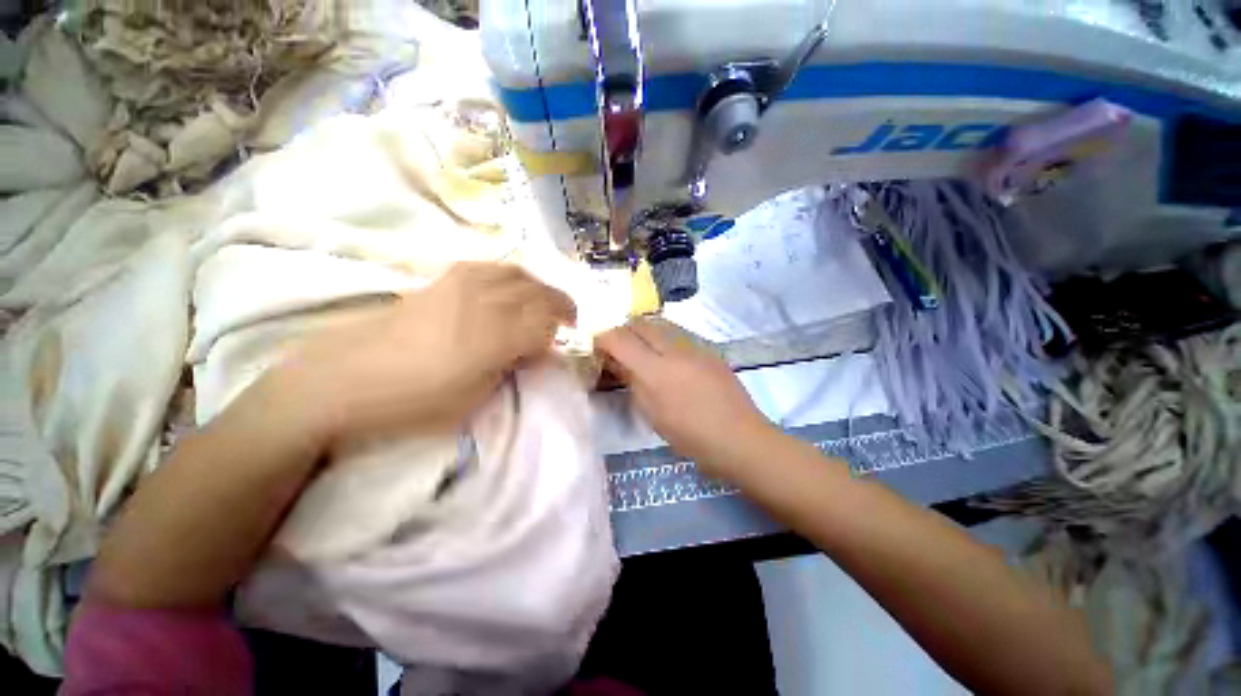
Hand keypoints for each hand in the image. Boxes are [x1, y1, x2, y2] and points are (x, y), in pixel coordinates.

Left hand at [262, 262, 576, 448]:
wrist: (344, 381)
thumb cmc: (415, 402)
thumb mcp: (476, 397)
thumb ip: (512, 367)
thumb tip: (533, 351)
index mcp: (497, 335)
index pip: (547, 320)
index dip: (560, 329)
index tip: (563, 340)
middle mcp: (486, 301)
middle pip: (538, 291)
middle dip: (558, 304)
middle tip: (565, 320)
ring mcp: (462, 284)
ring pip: (517, 273)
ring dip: (537, 287)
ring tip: (539, 302)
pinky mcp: (442, 280)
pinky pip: (489, 267)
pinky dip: (510, 276)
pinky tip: (506, 289)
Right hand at [595, 319, 775, 477]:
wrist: (740, 437)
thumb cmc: (690, 436)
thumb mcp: (652, 414)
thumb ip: (633, 382)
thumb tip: (618, 363)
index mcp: (656, 370)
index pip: (620, 338)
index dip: (603, 338)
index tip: (597, 345)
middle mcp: (674, 349)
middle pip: (640, 323)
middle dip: (624, 330)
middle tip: (619, 347)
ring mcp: (695, 346)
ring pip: (661, 324)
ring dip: (644, 332)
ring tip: (642, 351)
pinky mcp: (709, 349)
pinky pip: (679, 334)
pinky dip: (664, 338)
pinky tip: (669, 358)